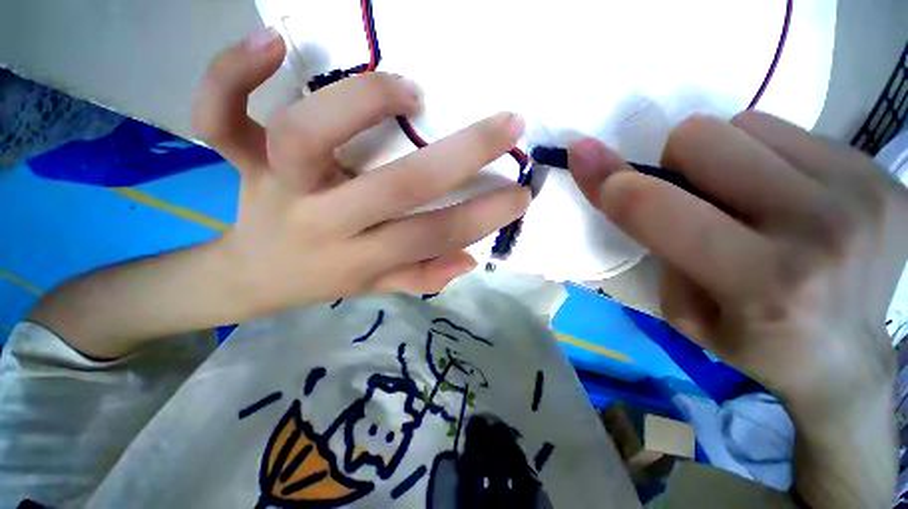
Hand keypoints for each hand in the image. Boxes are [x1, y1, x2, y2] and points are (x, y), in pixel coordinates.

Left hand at [192, 27, 529, 311]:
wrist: (254, 275)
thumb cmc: (324, 279)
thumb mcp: (378, 287)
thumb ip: (423, 276)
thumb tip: (469, 258)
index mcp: (361, 257)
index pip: (435, 236)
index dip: (484, 216)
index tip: (522, 193)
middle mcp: (323, 221)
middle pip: (395, 186)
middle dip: (463, 155)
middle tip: (507, 124)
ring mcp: (275, 185)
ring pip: (308, 134)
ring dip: (365, 101)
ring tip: (410, 90)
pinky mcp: (238, 159)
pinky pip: (218, 114)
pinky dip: (233, 73)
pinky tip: (272, 43)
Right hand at [568, 113, 906, 418]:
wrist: (850, 358)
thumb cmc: (754, 342)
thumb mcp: (683, 311)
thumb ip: (657, 243)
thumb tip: (628, 183)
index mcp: (759, 283)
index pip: (655, 208)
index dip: (607, 179)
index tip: (581, 155)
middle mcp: (819, 229)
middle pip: (701, 138)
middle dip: (676, 164)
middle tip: (697, 201)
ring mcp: (861, 192)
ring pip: (744, 123)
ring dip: (725, 159)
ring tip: (748, 201)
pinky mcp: (880, 171)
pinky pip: (789, 129)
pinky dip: (769, 157)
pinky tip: (790, 197)